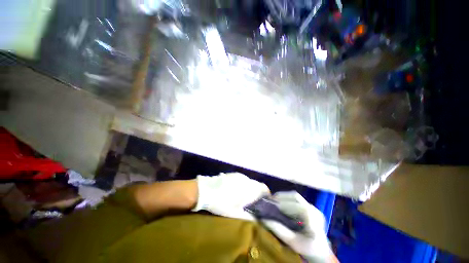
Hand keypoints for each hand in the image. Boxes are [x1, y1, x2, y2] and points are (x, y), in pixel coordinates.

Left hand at [192, 173, 269, 220]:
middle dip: (257, 193)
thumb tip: (258, 220)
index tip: (264, 202)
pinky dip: (242, 185)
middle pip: (256, 185)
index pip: (264, 188)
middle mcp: (246, 180)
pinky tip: (235, 191)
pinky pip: (242, 179)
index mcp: (249, 188)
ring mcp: (239, 175)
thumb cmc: (221, 203)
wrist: (206, 190)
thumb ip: (248, 217)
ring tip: (243, 198)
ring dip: (249, 189)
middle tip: (253, 203)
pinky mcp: (232, 174)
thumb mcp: (235, 213)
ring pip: (249, 182)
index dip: (266, 194)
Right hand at [261, 191, 336, 262]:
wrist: (321, 254)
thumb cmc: (308, 250)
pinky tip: (282, 206)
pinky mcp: (311, 209)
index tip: (270, 205)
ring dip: (284, 198)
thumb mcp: (293, 243)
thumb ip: (279, 230)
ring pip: (295, 197)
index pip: (294, 204)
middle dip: (281, 197)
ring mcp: (313, 208)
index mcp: (312, 217)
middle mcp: (313, 209)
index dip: (281, 203)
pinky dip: (288, 201)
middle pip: (295, 197)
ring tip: (274, 202)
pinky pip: (297, 201)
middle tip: (270, 201)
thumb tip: (264, 219)